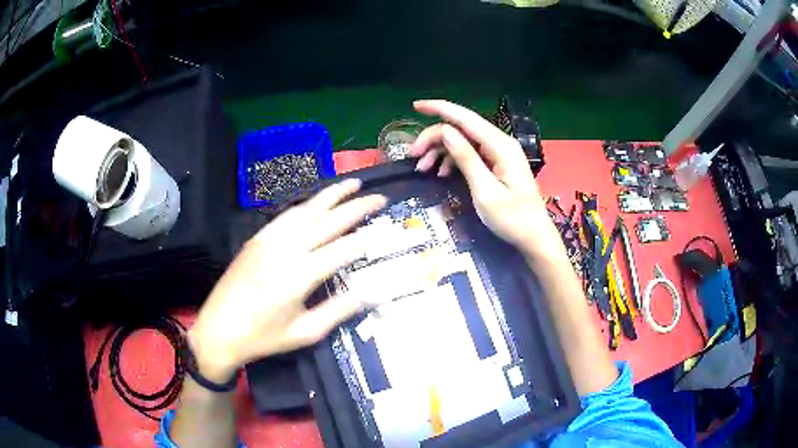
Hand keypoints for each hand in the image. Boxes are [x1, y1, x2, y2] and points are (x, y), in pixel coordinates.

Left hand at [188, 179, 385, 381]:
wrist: (218, 331)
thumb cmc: (263, 338)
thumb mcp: (304, 333)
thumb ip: (338, 310)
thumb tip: (369, 293)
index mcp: (299, 276)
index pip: (341, 249)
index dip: (365, 238)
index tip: (384, 228)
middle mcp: (284, 250)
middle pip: (326, 221)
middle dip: (355, 207)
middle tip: (378, 197)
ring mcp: (267, 240)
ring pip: (305, 210)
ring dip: (330, 195)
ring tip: (352, 184)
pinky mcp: (256, 239)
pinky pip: (285, 216)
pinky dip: (305, 205)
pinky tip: (316, 202)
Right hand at [408, 100, 560, 257]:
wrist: (534, 237)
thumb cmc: (512, 218)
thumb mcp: (485, 191)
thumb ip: (466, 158)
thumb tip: (445, 131)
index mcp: (500, 145)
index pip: (465, 118)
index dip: (439, 109)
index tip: (415, 106)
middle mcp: (500, 143)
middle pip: (461, 129)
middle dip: (434, 138)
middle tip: (412, 156)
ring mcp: (499, 153)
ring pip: (463, 141)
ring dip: (440, 151)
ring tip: (422, 168)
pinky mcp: (497, 164)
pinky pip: (470, 154)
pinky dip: (453, 161)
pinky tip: (441, 174)